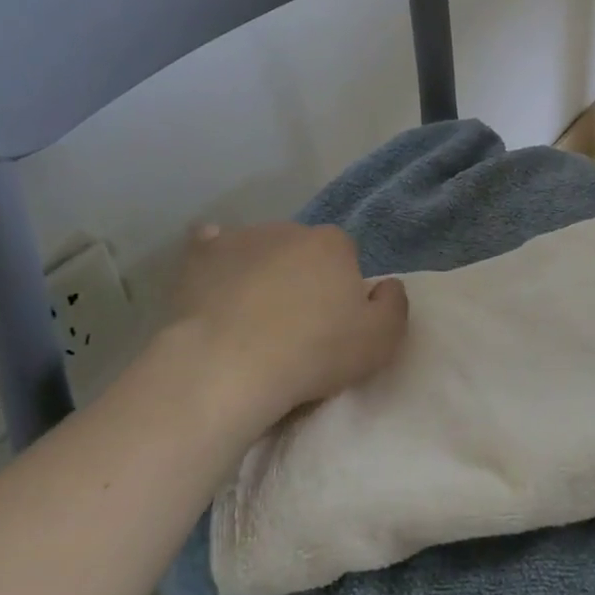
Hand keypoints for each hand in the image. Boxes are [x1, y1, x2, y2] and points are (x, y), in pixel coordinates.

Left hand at [172, 221, 408, 427]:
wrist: (229, 365)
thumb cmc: (313, 352)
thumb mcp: (381, 340)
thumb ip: (394, 305)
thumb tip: (387, 285)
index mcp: (334, 244)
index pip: (344, 256)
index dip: (339, 288)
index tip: (330, 321)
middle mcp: (290, 229)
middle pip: (301, 250)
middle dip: (299, 275)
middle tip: (291, 322)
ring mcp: (241, 237)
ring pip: (259, 249)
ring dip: (260, 270)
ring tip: (249, 316)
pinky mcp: (200, 256)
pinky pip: (211, 248)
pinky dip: (215, 261)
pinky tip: (213, 285)